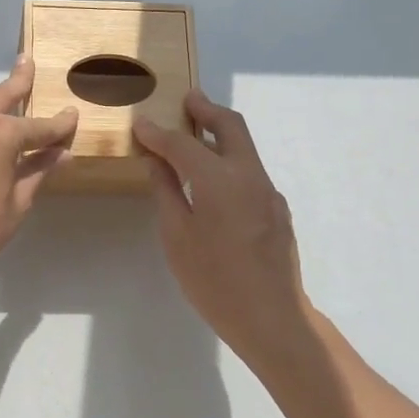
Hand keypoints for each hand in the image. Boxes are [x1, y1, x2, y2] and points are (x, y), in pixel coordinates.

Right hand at [134, 92, 319, 378]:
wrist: (272, 317)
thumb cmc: (214, 280)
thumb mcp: (177, 237)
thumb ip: (167, 192)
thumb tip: (157, 161)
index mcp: (219, 179)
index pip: (183, 144)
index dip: (159, 132)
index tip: (141, 124)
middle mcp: (249, 175)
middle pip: (230, 126)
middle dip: (206, 109)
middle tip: (186, 100)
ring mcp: (268, 191)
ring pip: (244, 147)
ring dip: (220, 133)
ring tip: (195, 134)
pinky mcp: (277, 209)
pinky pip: (250, 171)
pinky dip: (229, 161)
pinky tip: (213, 181)